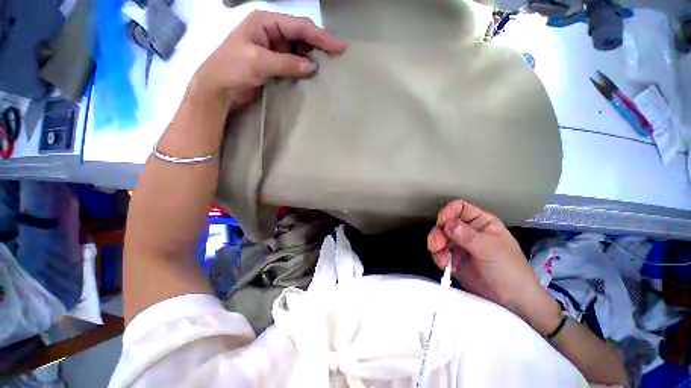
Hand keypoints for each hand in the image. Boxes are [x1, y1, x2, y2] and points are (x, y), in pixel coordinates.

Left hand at [188, 11, 346, 109]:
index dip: (321, 36)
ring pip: (298, 49)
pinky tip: (312, 73)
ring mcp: (272, 49)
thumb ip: (287, 63)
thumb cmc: (232, 69)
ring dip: (312, 56)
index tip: (339, 47)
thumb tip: (312, 67)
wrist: (218, 89)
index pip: (299, 26)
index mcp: (265, 22)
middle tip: (336, 56)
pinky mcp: (273, 64)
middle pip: (301, 34)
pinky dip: (303, 68)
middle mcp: (271, 32)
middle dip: (318, 44)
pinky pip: (293, 63)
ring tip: (328, 65)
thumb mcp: (259, 62)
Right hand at [427, 200, 560, 334]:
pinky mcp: (453, 259)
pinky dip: (438, 257)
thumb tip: (447, 224)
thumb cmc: (509, 271)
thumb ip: (467, 235)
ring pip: (439, 237)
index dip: (448, 212)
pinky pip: (439, 252)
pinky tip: (445, 266)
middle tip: (437, 244)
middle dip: (438, 232)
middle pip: (445, 222)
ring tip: (442, 258)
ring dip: (436, 245)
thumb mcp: (491, 250)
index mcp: (481, 222)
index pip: (459, 207)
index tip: (442, 224)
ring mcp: (460, 245)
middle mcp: (468, 231)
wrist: (511, 303)